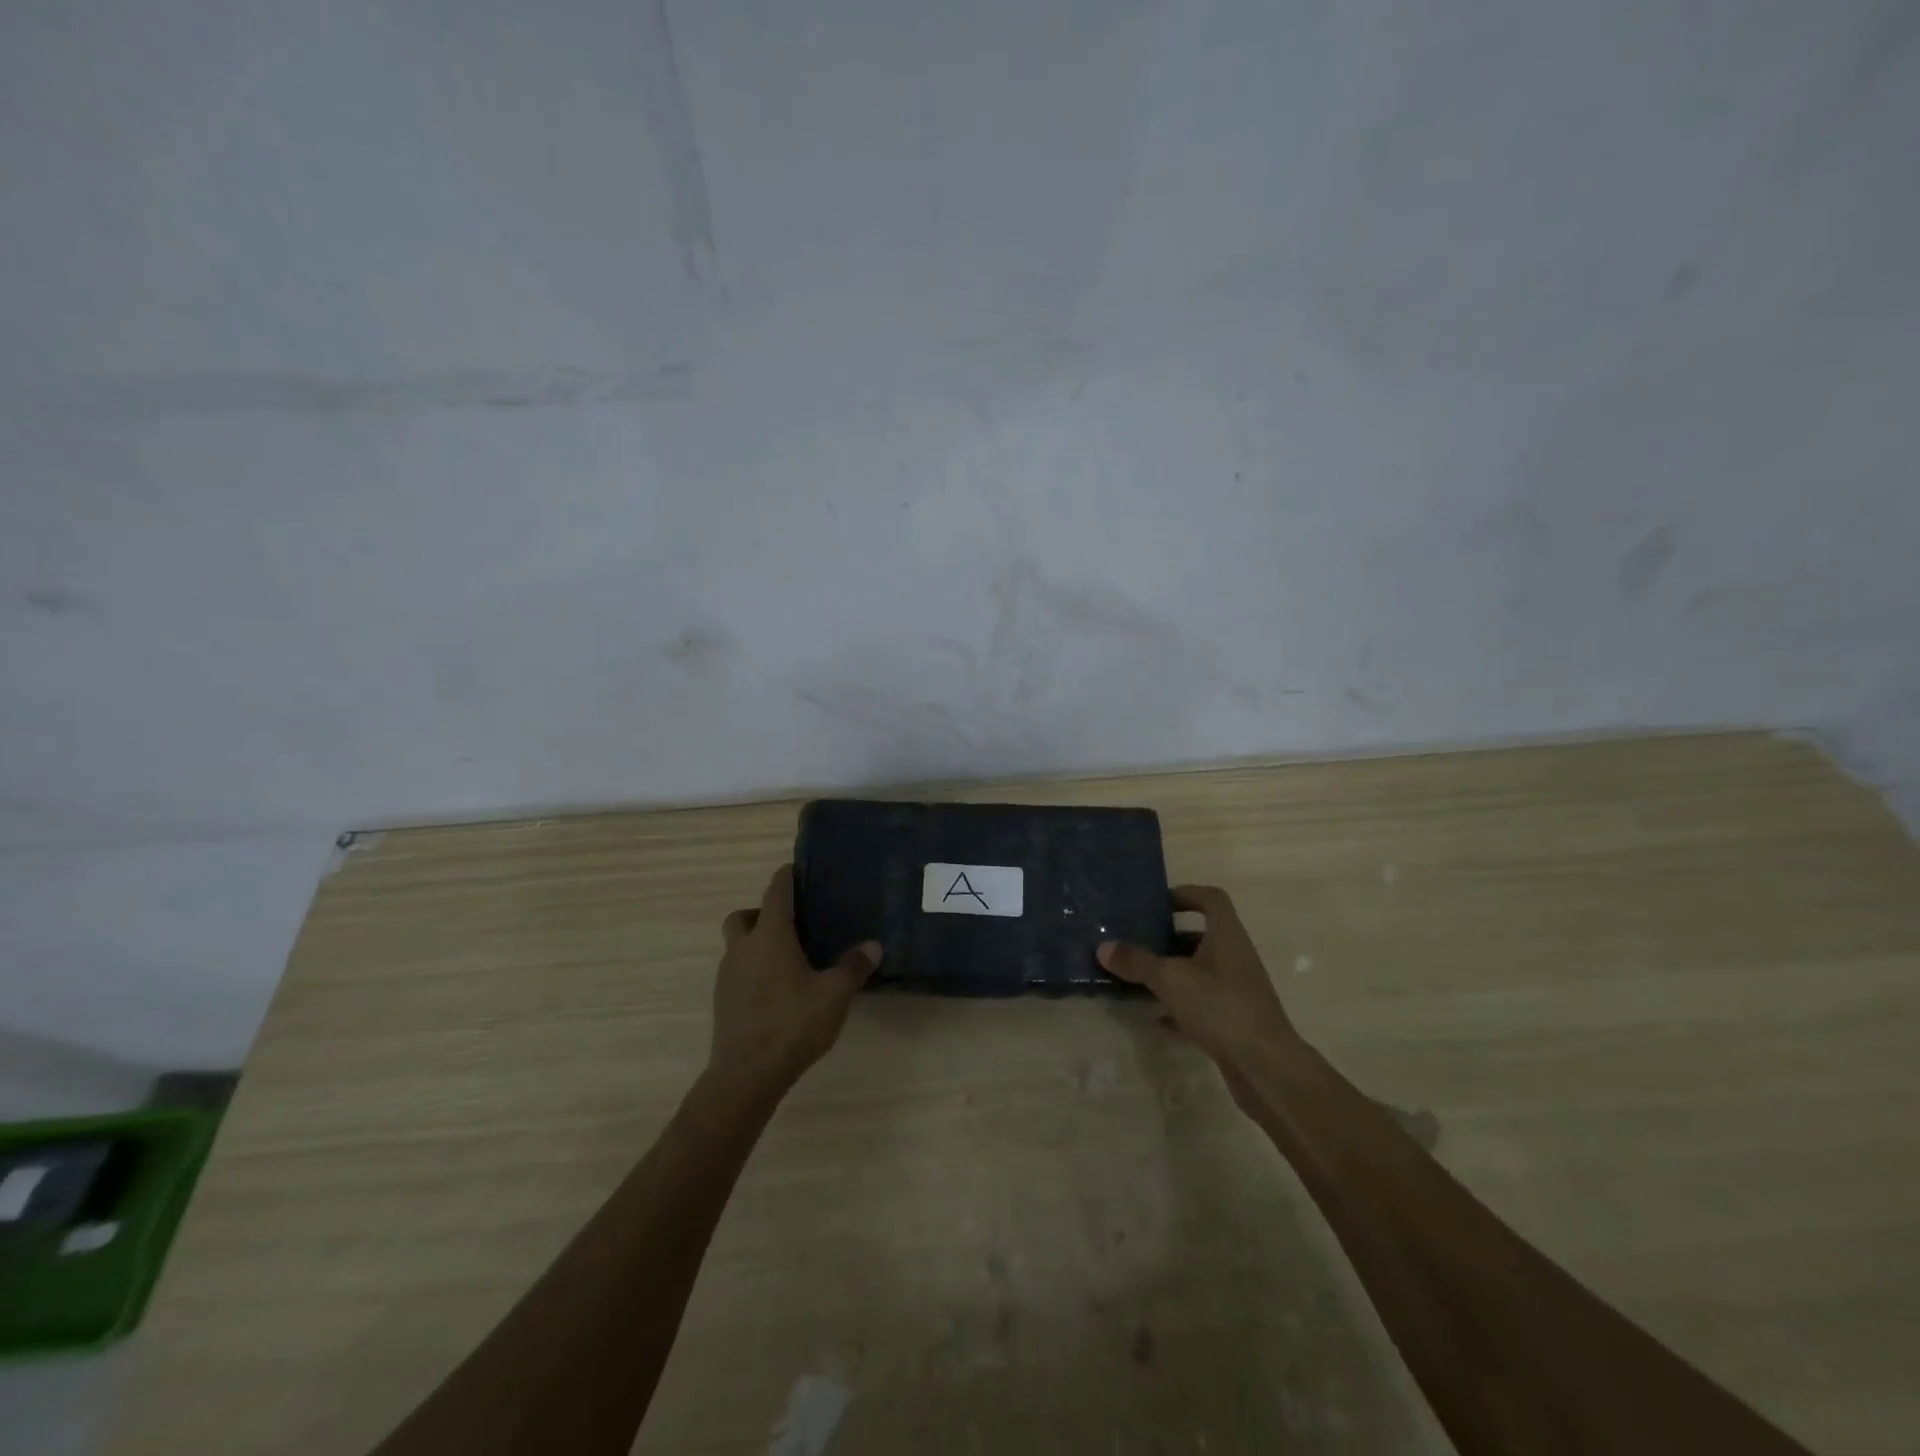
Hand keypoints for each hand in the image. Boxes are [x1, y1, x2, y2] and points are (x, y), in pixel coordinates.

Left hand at [709, 865, 880, 1101]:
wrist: (746, 1074)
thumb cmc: (792, 1024)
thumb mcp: (834, 995)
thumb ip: (853, 967)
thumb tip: (873, 945)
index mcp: (770, 937)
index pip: (775, 893)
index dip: (785, 878)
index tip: (795, 870)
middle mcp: (743, 949)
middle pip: (744, 916)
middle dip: (762, 912)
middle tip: (791, 923)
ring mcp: (728, 976)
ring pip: (737, 945)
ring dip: (756, 943)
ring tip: (788, 959)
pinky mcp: (723, 1002)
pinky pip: (737, 972)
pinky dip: (753, 969)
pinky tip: (777, 990)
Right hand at [1098, 885, 1303, 1106]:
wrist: (1266, 1068)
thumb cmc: (1220, 1007)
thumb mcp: (1171, 979)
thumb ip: (1137, 961)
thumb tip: (1104, 947)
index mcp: (1227, 936)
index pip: (1211, 899)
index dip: (1186, 894)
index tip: (1157, 903)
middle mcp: (1235, 958)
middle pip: (1201, 937)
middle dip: (1168, 939)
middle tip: (1137, 942)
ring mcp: (1236, 991)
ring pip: (1199, 973)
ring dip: (1171, 974)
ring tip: (1137, 979)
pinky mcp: (1234, 1022)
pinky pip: (1200, 1006)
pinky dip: (1178, 1008)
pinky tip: (1155, 1020)